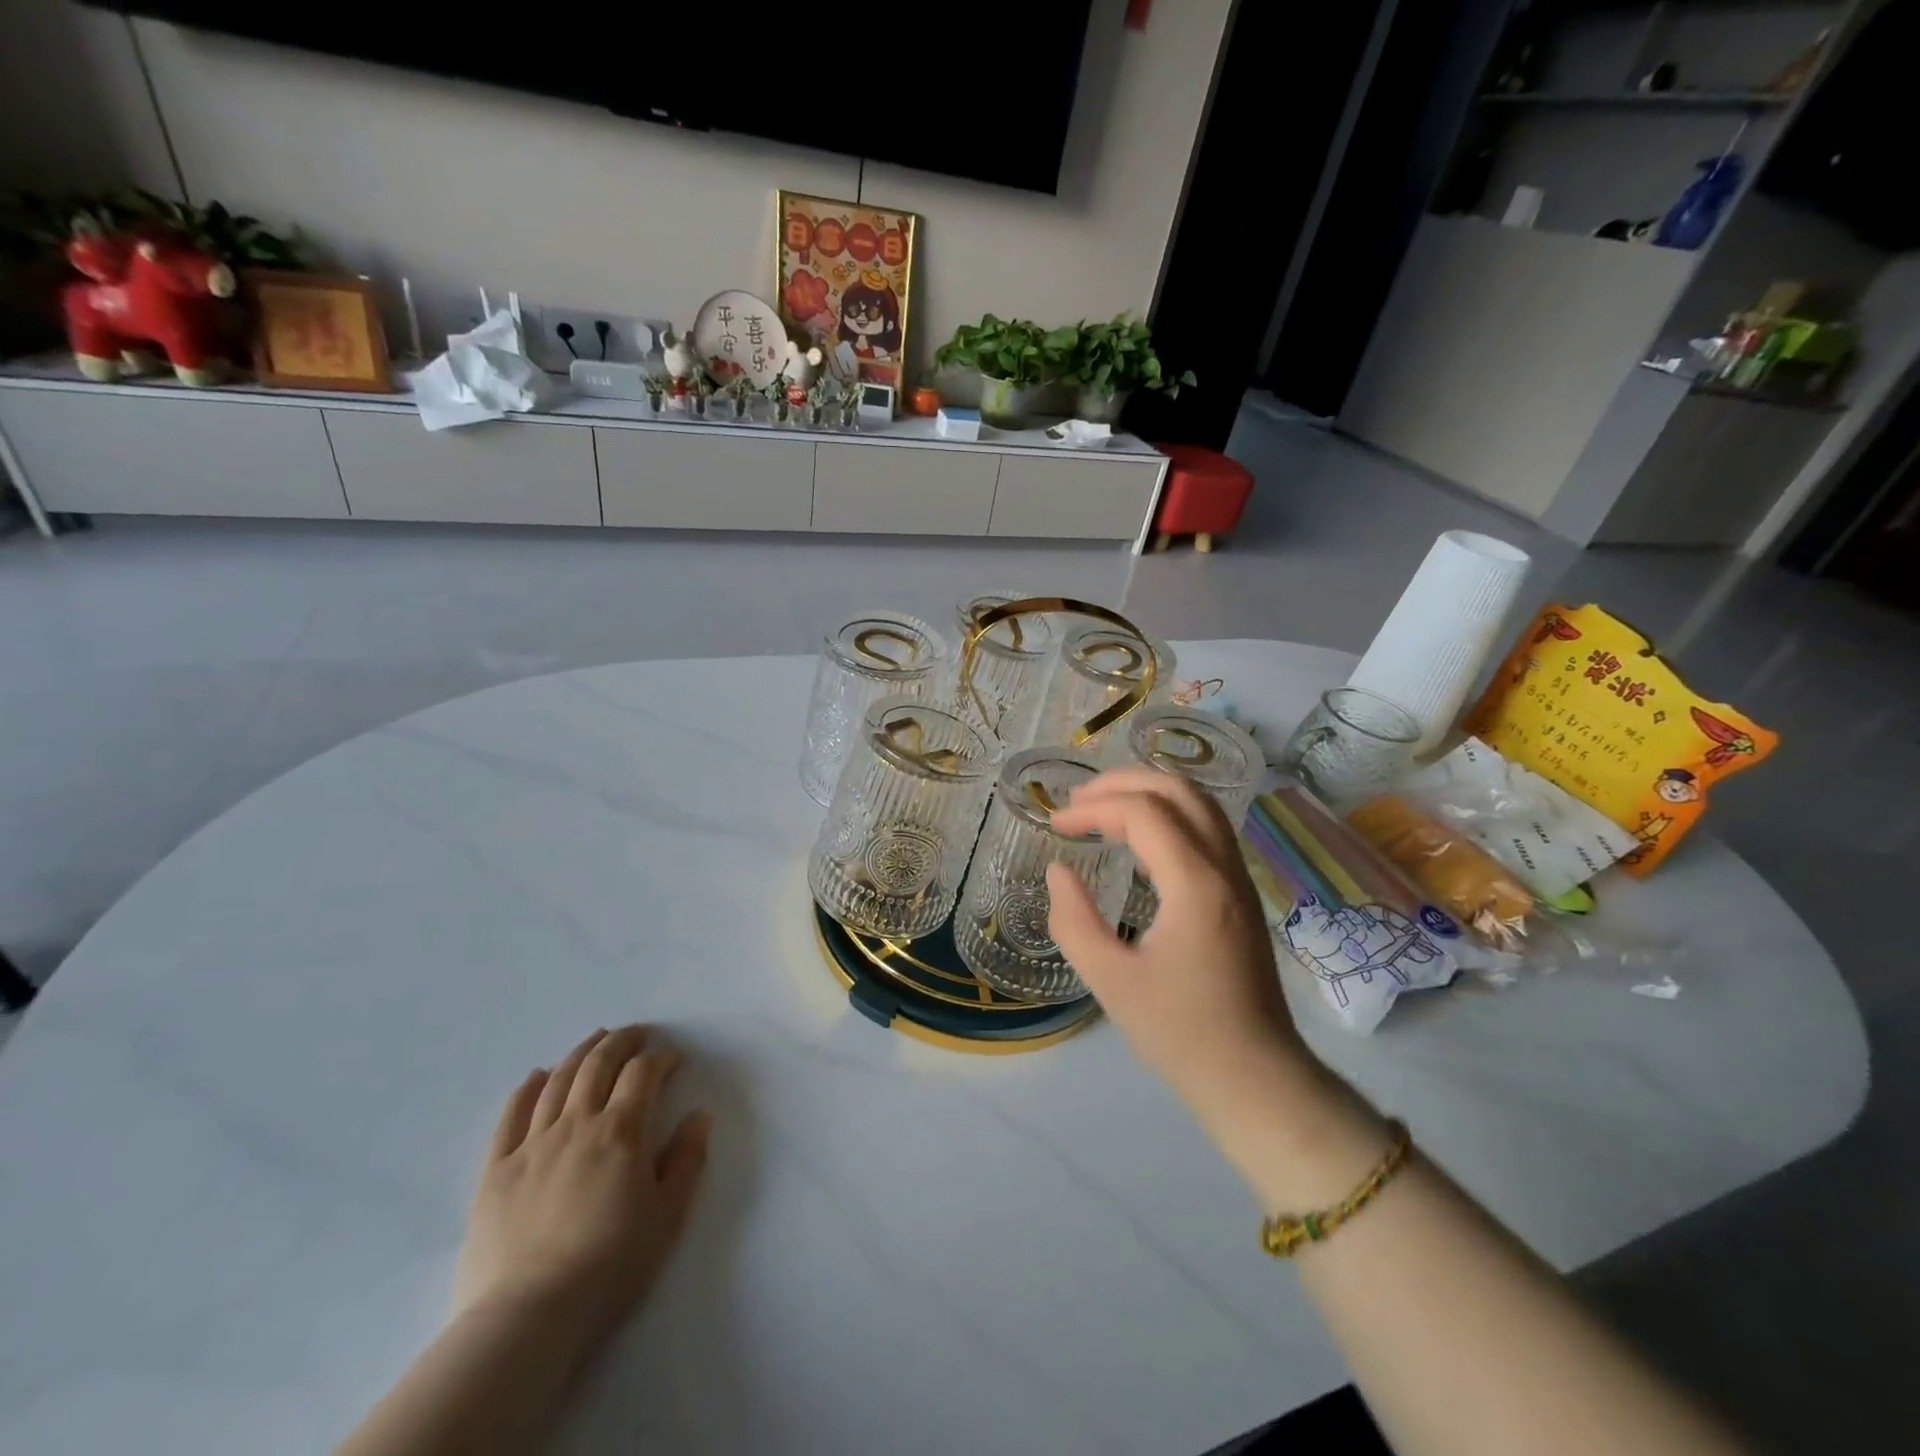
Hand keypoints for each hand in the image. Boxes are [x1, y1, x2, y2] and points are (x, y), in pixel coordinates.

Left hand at [453, 1026, 710, 1349]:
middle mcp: (576, 1124)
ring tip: (596, 1039)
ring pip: (558, 1080)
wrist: (527, 1318)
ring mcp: (532, 1144)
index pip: (643, 1074)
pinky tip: (538, 1076)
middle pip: (599, 1064)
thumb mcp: (667, 1217)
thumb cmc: (609, 1267)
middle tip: (638, 1034)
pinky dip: (527, 1088)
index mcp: (621, 1132)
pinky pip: (511, 1115)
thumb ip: (687, 1161)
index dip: (661, 1058)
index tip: (674, 1059)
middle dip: (622, 1041)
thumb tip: (699, 1116)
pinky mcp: (496, 1170)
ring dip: (581, 1053)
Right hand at [1047, 768, 1378, 1197]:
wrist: (1255, 1077)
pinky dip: (1168, 815)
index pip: (1143, 813)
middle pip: (1179, 790)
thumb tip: (1059, 872)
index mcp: (1195, 885)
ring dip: (1149, 793)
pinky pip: (1206, 829)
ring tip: (1103, 808)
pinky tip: (1138, 840)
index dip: (1094, 808)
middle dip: (1124, 782)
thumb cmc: (1180, 1033)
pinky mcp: (1241, 894)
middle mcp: (1224, 868)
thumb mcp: (1111, 981)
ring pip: (1200, 804)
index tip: (1055, 826)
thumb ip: (1074, 921)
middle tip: (1078, 800)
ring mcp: (1239, 879)